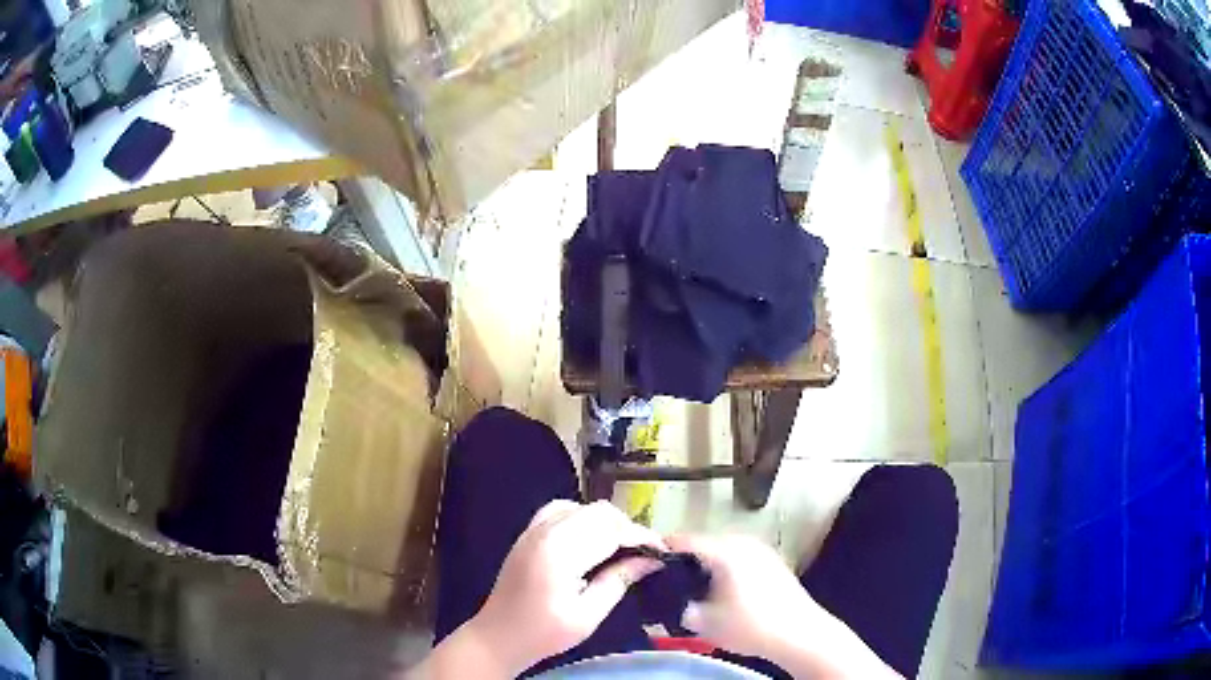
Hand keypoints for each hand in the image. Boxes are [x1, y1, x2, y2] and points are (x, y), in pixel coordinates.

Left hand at [463, 500, 665, 675]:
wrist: (498, 635)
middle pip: (598, 512)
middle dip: (627, 527)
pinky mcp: (527, 534)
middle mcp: (545, 532)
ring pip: (581, 506)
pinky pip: (560, 510)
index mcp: (560, 553)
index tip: (662, 551)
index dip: (641, 536)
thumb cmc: (544, 633)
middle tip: (645, 552)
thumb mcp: (588, 615)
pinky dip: (583, 518)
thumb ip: (618, 581)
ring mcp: (533, 530)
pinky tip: (591, 539)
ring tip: (621, 546)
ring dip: (606, 521)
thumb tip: (650, 561)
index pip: (611, 530)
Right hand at [667, 534, 900, 678]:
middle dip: (687, 557)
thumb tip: (678, 604)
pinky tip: (722, 590)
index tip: (647, 556)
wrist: (800, 634)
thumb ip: (684, 609)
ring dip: (708, 563)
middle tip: (668, 574)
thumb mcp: (706, 623)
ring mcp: (762, 552)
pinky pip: (740, 558)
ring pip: (725, 550)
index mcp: (725, 551)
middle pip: (706, 542)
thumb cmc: (751, 626)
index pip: (686, 540)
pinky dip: (726, 568)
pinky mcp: (774, 563)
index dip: (664, 547)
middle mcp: (744, 544)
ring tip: (693, 584)